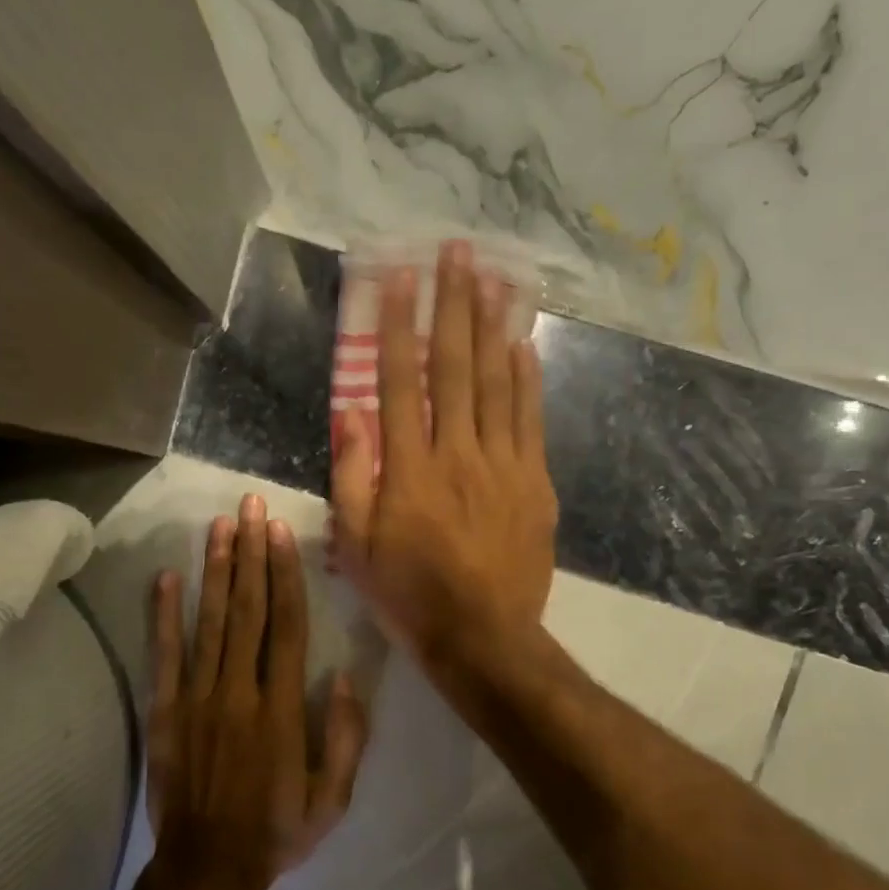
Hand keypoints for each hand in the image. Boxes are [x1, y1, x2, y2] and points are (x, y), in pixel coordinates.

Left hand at [127, 494, 367, 889]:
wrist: (207, 869)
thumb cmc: (276, 832)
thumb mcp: (332, 799)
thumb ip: (345, 738)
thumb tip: (345, 678)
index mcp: (282, 709)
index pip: (287, 627)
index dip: (285, 576)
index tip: (281, 533)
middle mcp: (240, 691)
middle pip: (247, 610)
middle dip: (251, 554)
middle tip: (250, 506)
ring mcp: (199, 698)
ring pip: (210, 622)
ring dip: (215, 570)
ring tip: (219, 525)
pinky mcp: (167, 711)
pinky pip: (165, 656)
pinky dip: (165, 615)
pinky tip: (167, 577)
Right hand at [333, 240, 557, 669]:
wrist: (484, 638)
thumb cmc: (409, 595)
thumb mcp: (358, 545)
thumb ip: (352, 476)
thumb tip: (352, 413)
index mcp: (409, 469)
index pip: (400, 383)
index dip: (396, 327)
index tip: (397, 278)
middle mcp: (458, 454)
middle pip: (456, 367)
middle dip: (452, 306)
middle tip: (456, 251)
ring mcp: (504, 466)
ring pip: (498, 383)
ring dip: (493, 326)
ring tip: (491, 277)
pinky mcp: (536, 483)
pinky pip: (531, 420)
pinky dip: (527, 379)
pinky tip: (524, 344)